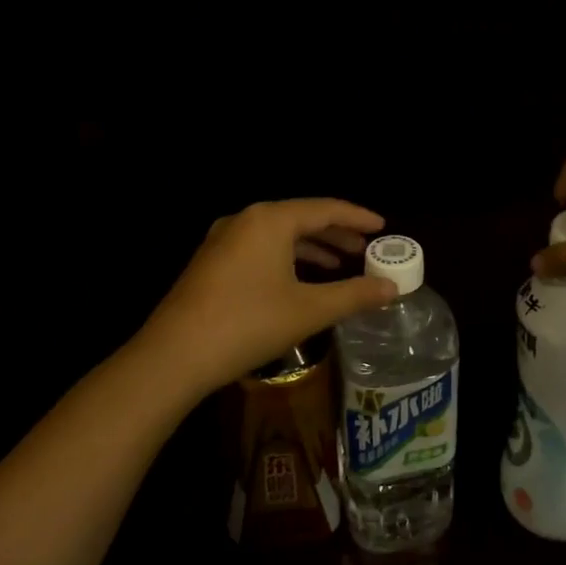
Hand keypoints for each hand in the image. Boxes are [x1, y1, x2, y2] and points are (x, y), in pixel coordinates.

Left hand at [141, 199, 398, 395]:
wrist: (174, 356)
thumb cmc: (248, 323)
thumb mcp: (309, 310)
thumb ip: (354, 295)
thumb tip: (392, 288)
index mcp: (270, 220)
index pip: (325, 208)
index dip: (357, 218)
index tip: (383, 227)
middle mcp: (245, 220)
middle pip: (300, 218)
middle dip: (335, 234)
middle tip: (365, 251)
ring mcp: (222, 240)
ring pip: (278, 235)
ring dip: (311, 248)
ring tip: (338, 267)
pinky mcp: (210, 263)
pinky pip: (259, 249)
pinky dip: (286, 259)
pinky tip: (298, 282)